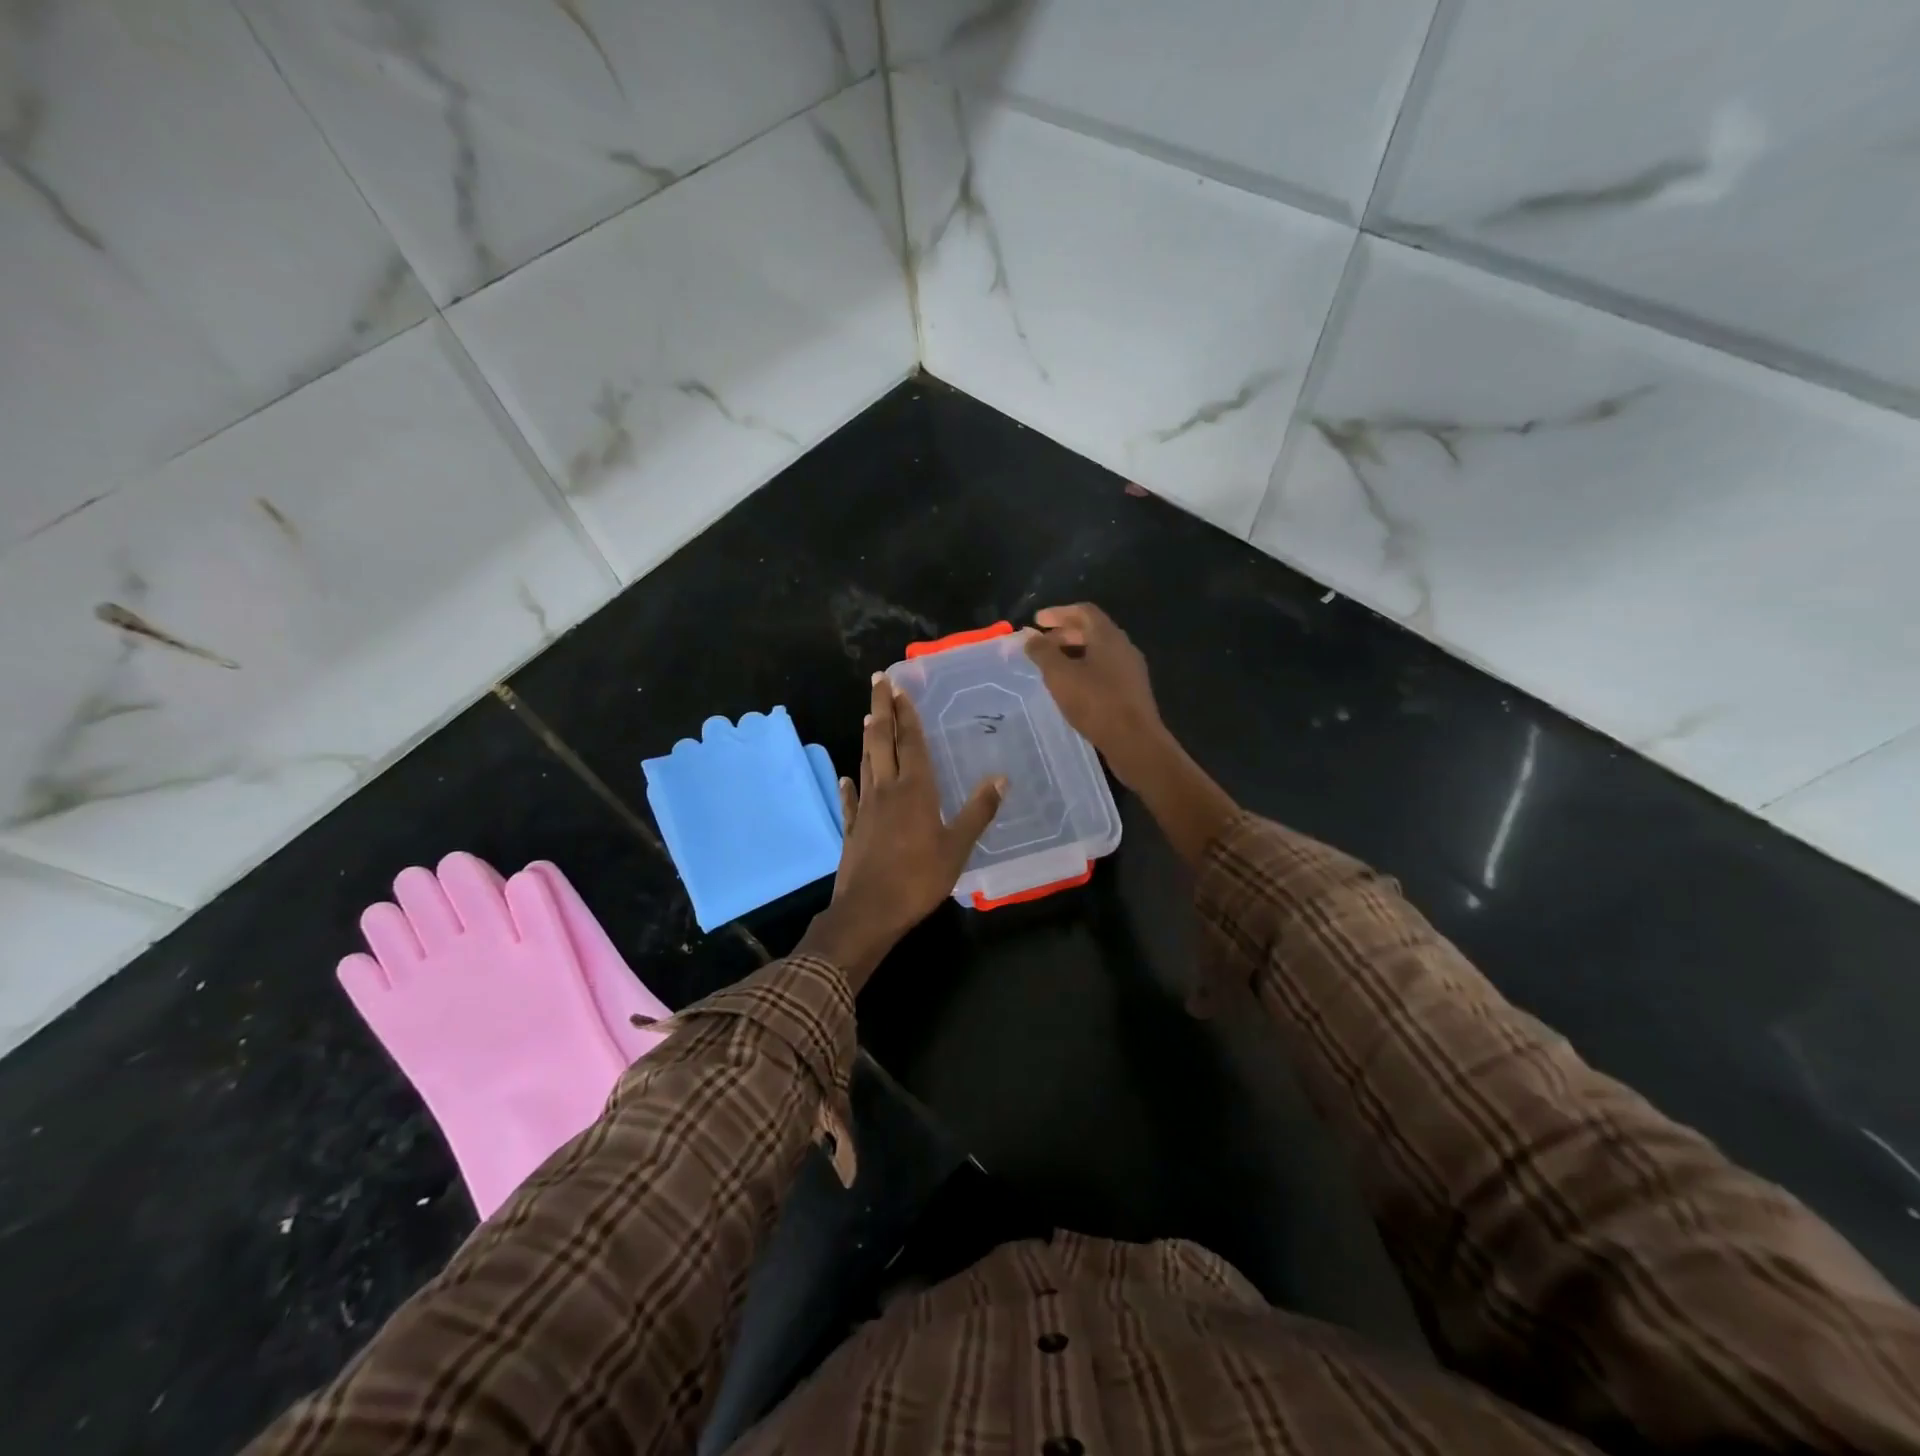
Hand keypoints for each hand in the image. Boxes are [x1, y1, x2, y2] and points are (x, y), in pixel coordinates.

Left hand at [799, 673, 1004, 987]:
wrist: (869, 911)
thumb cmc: (918, 878)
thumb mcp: (958, 847)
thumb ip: (978, 812)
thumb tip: (1000, 778)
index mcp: (915, 790)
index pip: (910, 742)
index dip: (905, 714)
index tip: (898, 686)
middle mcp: (887, 790)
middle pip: (881, 741)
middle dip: (880, 709)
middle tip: (877, 681)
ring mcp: (865, 809)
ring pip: (866, 763)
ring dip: (868, 738)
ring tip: (869, 717)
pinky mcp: (851, 829)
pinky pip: (850, 799)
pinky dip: (849, 784)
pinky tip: (847, 777)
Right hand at [1023, 603, 1169, 787]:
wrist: (1135, 741)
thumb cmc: (1096, 703)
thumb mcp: (1060, 675)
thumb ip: (1043, 652)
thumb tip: (1029, 636)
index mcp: (1108, 636)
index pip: (1083, 611)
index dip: (1058, 612)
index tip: (1037, 621)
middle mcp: (1123, 647)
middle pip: (1092, 630)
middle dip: (1064, 634)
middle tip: (1041, 645)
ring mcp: (1131, 670)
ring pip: (1099, 652)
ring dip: (1074, 653)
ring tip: (1052, 667)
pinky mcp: (1132, 691)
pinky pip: (1105, 670)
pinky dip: (1085, 670)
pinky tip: (1072, 688)